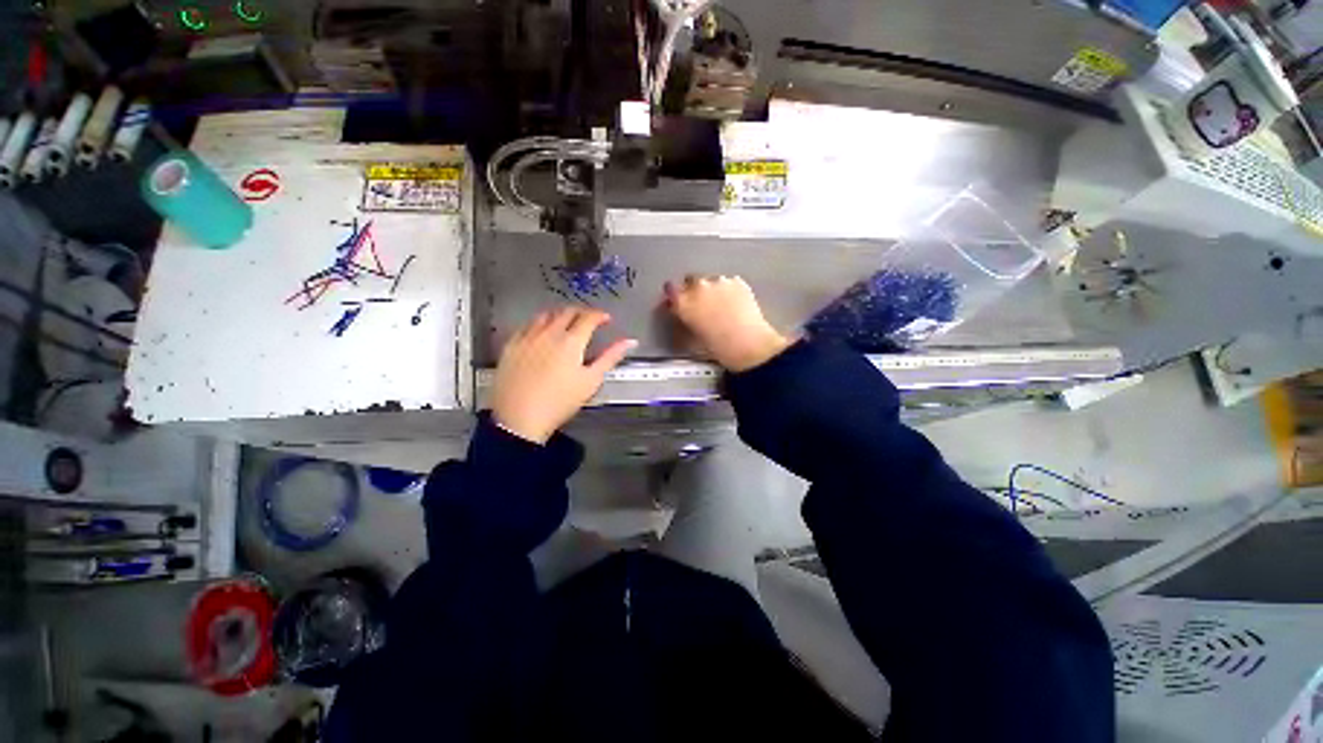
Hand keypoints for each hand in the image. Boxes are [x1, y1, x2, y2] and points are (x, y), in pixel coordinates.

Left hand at [491, 307, 636, 443]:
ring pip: (545, 315)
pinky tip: (540, 332)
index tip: (606, 319)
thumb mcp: (591, 381)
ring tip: (566, 323)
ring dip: (559, 315)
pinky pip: (526, 325)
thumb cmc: (560, 401)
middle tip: (589, 320)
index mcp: (571, 341)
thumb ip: (610, 357)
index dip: (600, 315)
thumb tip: (630, 341)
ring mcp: (527, 337)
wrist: (519, 418)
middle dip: (581, 312)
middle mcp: (549, 333)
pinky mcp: (511, 345)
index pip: (588, 318)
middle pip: (567, 312)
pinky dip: (538, 324)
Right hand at [665, 275, 790, 372]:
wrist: (748, 344)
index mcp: (683, 302)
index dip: (674, 296)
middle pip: (690, 280)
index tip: (677, 302)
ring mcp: (719, 282)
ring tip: (721, 307)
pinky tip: (734, 304)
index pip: (670, 290)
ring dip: (712, 290)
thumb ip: (682, 322)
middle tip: (701, 306)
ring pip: (711, 281)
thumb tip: (680, 315)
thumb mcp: (691, 339)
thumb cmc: (718, 347)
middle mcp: (699, 287)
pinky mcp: (738, 282)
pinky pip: (729, 283)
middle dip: (692, 290)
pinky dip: (729, 290)